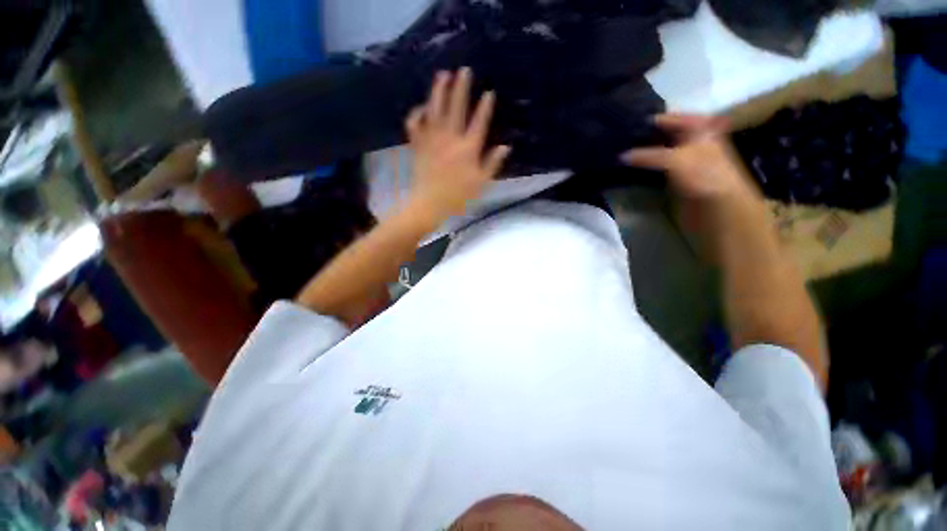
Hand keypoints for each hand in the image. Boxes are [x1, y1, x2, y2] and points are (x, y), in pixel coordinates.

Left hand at [405, 68, 510, 222]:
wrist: (430, 204)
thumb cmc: (458, 196)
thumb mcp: (481, 183)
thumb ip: (493, 163)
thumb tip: (506, 147)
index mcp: (468, 149)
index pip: (479, 122)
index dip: (485, 107)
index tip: (489, 92)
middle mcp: (450, 139)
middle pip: (456, 108)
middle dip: (461, 88)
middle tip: (464, 70)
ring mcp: (432, 140)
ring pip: (434, 110)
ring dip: (438, 91)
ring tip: (442, 75)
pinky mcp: (418, 145)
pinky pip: (414, 125)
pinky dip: (416, 114)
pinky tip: (421, 108)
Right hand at [621, 114, 753, 201]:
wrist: (717, 206)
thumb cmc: (703, 175)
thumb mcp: (675, 160)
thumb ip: (646, 156)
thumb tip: (620, 156)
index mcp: (696, 127)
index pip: (665, 119)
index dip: (644, 123)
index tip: (620, 128)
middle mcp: (690, 139)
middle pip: (660, 134)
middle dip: (640, 139)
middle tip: (616, 142)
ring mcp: (682, 158)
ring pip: (656, 151)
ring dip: (641, 154)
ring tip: (618, 154)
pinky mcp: (675, 175)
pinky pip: (655, 166)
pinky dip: (644, 167)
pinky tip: (628, 168)